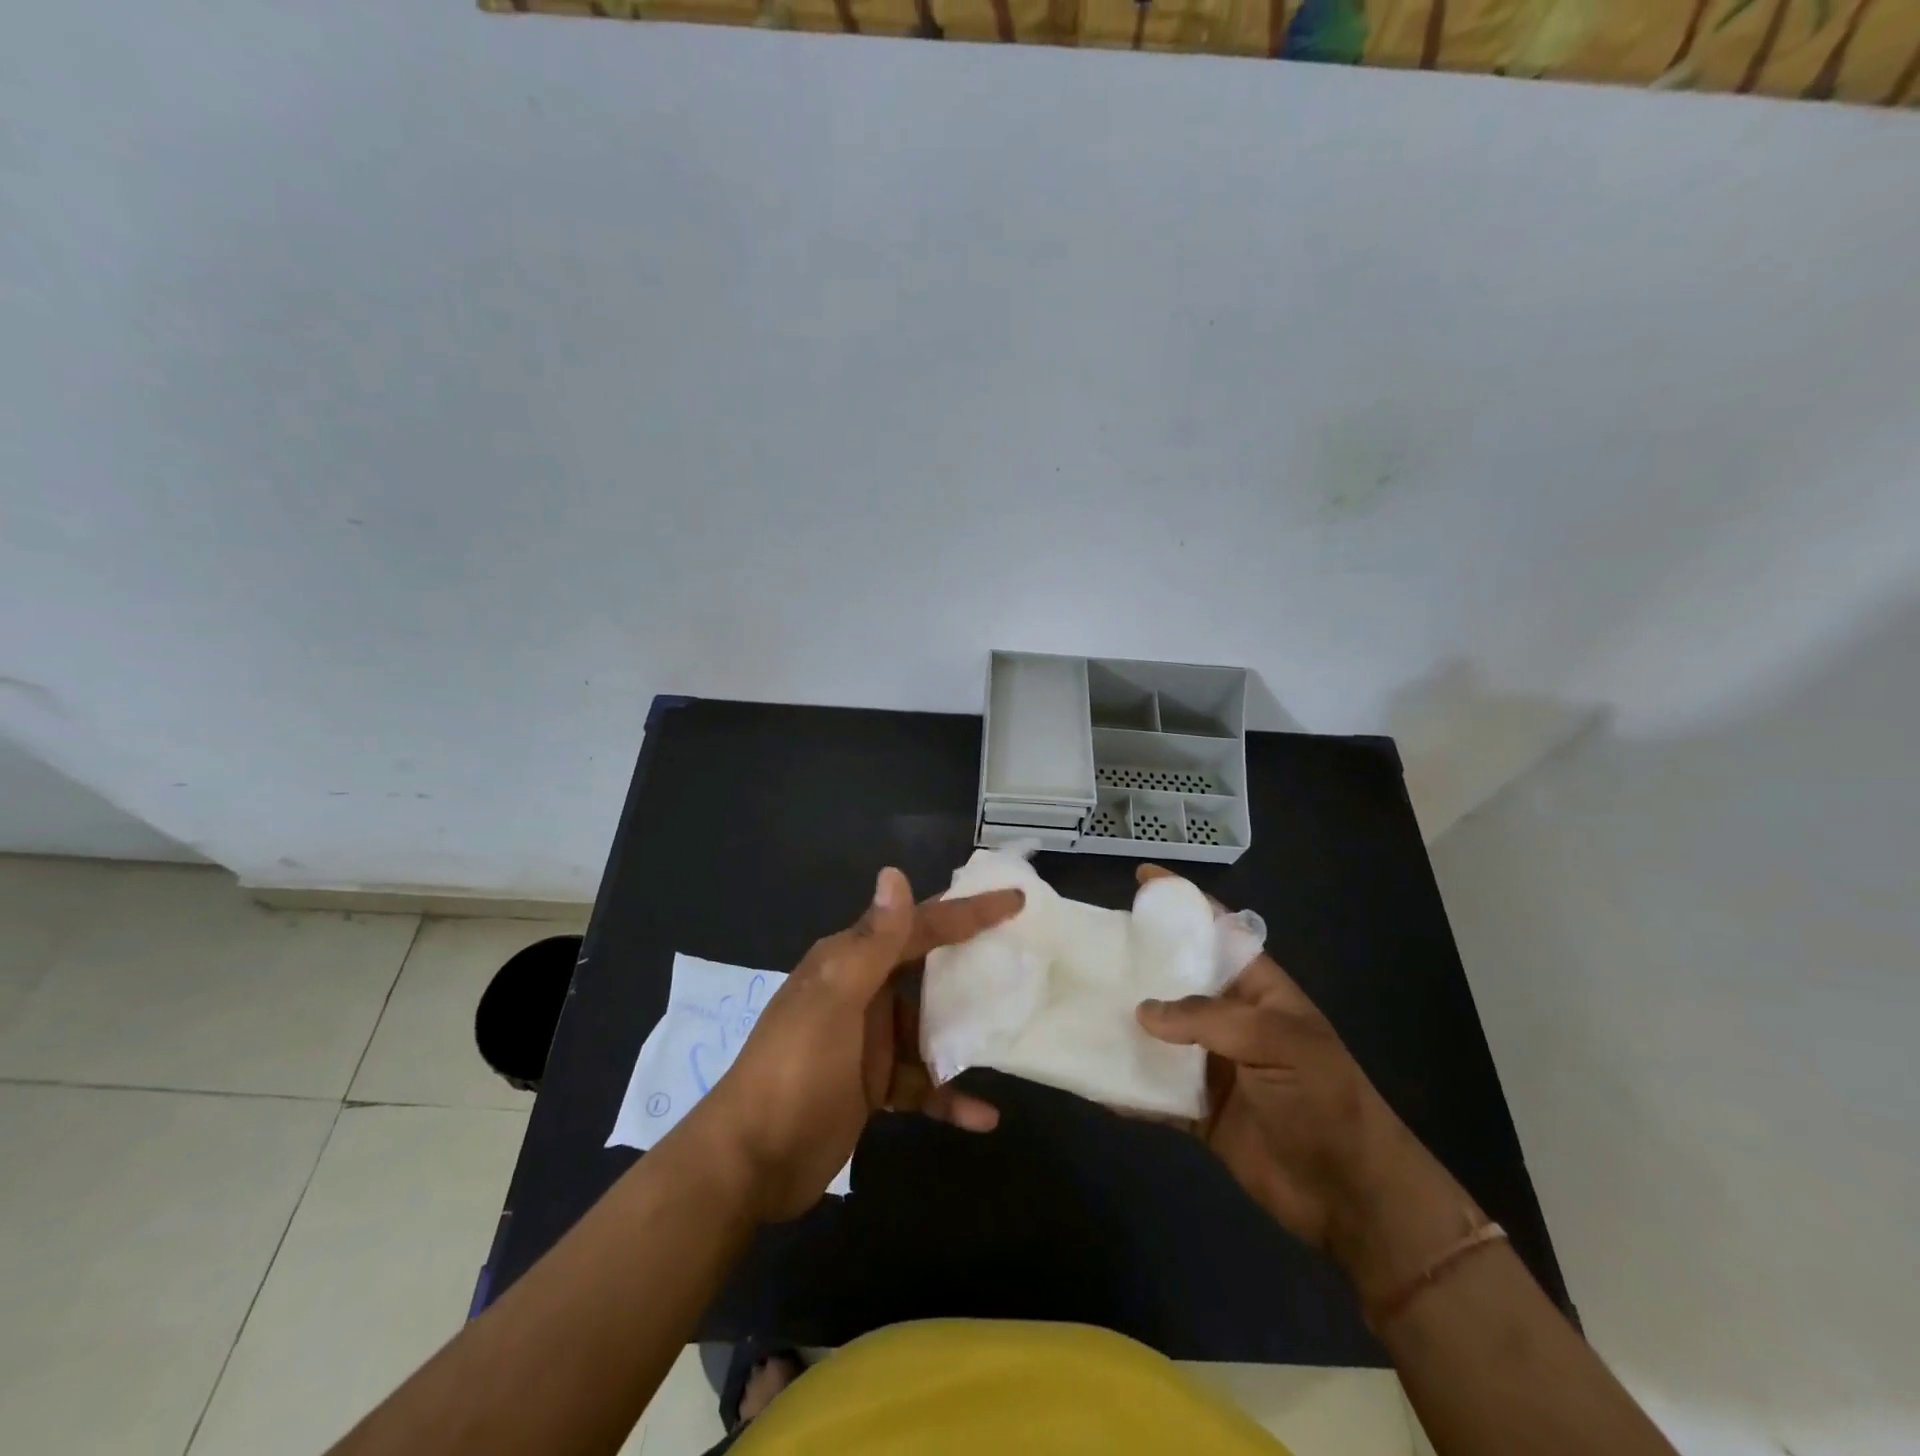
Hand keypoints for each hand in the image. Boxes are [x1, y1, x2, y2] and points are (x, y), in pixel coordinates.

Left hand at [687, 867, 1022, 1221]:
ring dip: (966, 1033)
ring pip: (930, 1026)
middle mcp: (862, 991)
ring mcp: (869, 1040)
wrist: (748, 1163)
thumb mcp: (834, 1001)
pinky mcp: (873, 1085)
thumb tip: (894, 873)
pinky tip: (984, 1115)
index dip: (966, 911)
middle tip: (1025, 959)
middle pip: (929, 969)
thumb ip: (872, 943)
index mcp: (851, 962)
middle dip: (973, 964)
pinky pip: (921, 1082)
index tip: (1014, 901)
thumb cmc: (794, 1071)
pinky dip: (949, 1095)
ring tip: (1014, 1033)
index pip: (918, 925)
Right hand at [1132, 866, 1476, 1298]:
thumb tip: (1142, 1011)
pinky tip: (1094, 1078)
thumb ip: (1209, 1019)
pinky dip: (1125, 1086)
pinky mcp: (1197, 1108)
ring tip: (1078, 1005)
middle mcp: (1228, 1019)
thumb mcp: (1278, 1041)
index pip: (1217, 931)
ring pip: (1157, 1033)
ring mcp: (1211, 1063)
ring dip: (1123, 1024)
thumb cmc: (1323, 1099)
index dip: (1183, 902)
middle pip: (1175, 979)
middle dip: (1137, 962)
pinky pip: (1153, 1090)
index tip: (1141, 879)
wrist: (1351, 1196)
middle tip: (1090, 946)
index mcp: (1256, 989)